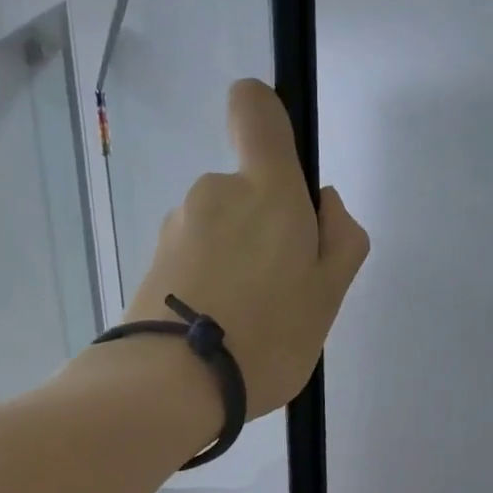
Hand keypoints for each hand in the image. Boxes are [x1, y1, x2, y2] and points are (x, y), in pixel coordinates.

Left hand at [121, 79, 368, 417]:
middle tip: (278, 295)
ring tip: (244, 323)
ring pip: (218, 231)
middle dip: (265, 230)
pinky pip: (192, 262)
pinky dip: (207, 284)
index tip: (282, 175)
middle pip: (245, 190)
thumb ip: (341, 239)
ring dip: (235, 261)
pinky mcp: (151, 263)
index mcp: (266, 189)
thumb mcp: (329, 296)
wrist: (172, 385)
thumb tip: (322, 203)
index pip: (256, 107)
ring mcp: (176, 227)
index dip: (269, 122)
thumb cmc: (266, 338)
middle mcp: (214, 192)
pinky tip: (215, 331)